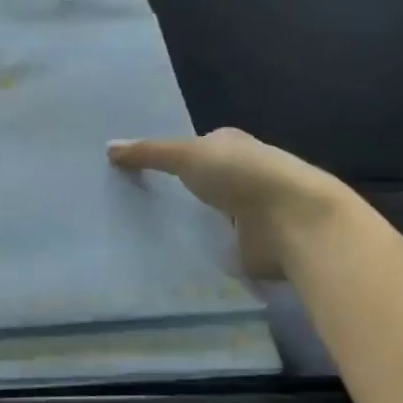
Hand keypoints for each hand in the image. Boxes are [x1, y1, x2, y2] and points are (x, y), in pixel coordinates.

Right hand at [108, 128, 348, 276]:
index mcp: (231, 145)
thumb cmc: (242, 174)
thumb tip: (109, 146)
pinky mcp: (249, 246)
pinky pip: (213, 246)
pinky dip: (196, 250)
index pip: (194, 148)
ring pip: (205, 216)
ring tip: (137, 234)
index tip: (130, 171)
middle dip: (172, 193)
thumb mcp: (188, 155)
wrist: (293, 222)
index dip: (165, 157)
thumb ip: (149, 153)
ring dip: (184, 224)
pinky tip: (167, 257)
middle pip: (198, 184)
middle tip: (126, 204)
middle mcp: (241, 175)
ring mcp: (248, 212)